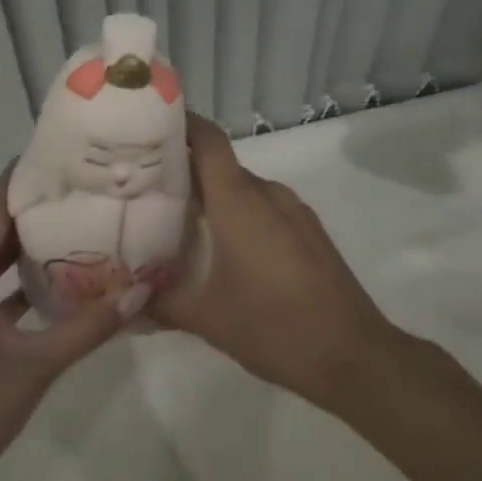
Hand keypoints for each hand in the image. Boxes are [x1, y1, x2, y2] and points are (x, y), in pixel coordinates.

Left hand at [0, 170, 143, 480]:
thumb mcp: (36, 368)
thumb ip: (88, 328)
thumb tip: (140, 292)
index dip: (21, 182)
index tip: (56, 155)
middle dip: (31, 209)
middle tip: (77, 187)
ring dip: (23, 244)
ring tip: (72, 221)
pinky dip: (13, 279)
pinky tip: (53, 278)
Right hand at [154, 115, 401, 413]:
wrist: (355, 356)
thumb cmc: (275, 327)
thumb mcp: (206, 319)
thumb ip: (160, 302)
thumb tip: (126, 296)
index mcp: (239, 200)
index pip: (207, 139)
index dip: (180, 124)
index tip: (148, 127)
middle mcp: (267, 193)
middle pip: (220, 165)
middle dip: (185, 170)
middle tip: (148, 187)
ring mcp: (293, 210)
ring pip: (243, 188)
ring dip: (214, 196)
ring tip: (181, 221)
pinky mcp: (309, 231)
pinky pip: (265, 207)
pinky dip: (240, 214)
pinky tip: (226, 249)